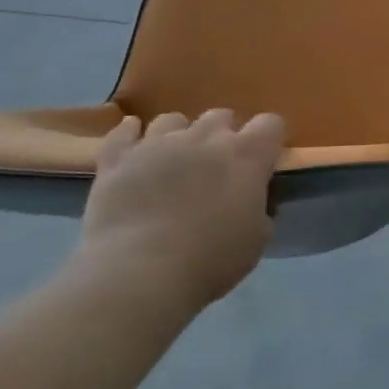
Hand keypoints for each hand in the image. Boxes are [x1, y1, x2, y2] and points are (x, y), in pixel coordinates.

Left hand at [79, 110, 286, 309]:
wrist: (140, 273)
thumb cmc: (210, 260)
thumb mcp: (256, 240)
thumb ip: (258, 211)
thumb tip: (250, 203)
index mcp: (247, 155)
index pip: (270, 124)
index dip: (268, 139)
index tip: (262, 161)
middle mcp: (205, 138)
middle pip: (221, 115)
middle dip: (222, 135)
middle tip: (215, 167)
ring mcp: (158, 143)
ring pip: (173, 120)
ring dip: (178, 135)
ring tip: (172, 160)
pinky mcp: (118, 159)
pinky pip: (123, 133)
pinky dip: (129, 134)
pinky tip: (132, 140)